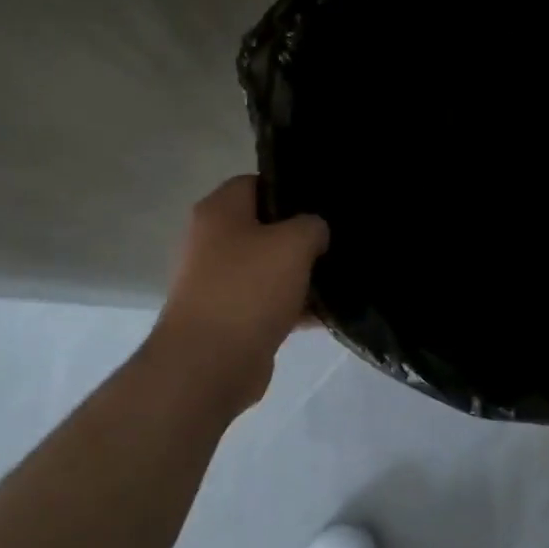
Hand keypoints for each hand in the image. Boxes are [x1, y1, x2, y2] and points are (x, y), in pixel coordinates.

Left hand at [149, 176, 329, 410]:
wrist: (209, 365)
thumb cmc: (248, 289)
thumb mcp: (294, 243)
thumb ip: (312, 226)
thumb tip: (314, 232)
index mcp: (218, 211)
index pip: (256, 183)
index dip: (290, 189)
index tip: (322, 204)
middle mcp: (211, 241)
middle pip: (264, 227)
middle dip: (299, 236)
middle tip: (335, 241)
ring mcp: (217, 282)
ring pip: (268, 267)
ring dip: (300, 274)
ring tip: (339, 277)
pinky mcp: (228, 318)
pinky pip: (267, 302)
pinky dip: (293, 306)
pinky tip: (327, 313)